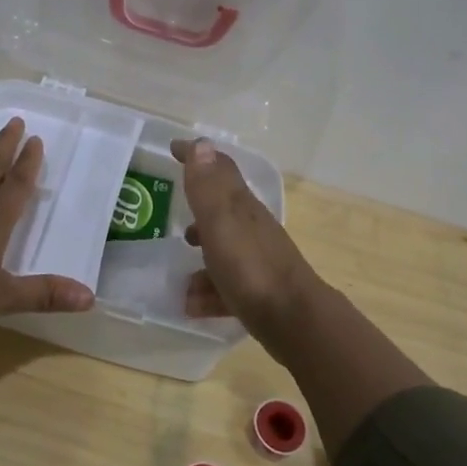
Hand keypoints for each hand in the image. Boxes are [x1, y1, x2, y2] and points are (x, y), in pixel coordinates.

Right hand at [172, 138, 319, 334]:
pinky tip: (192, 305)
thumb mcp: (221, 222)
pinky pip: (226, 284)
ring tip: (179, 269)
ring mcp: (257, 260)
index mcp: (242, 206)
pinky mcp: (258, 291)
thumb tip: (202, 144)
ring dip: (203, 252)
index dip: (197, 156)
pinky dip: (209, 290)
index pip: (220, 169)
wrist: (293, 320)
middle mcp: (251, 228)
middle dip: (199, 208)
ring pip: (224, 248)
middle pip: (223, 210)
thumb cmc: (250, 267)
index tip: (174, 149)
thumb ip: (208, 187)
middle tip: (173, 213)